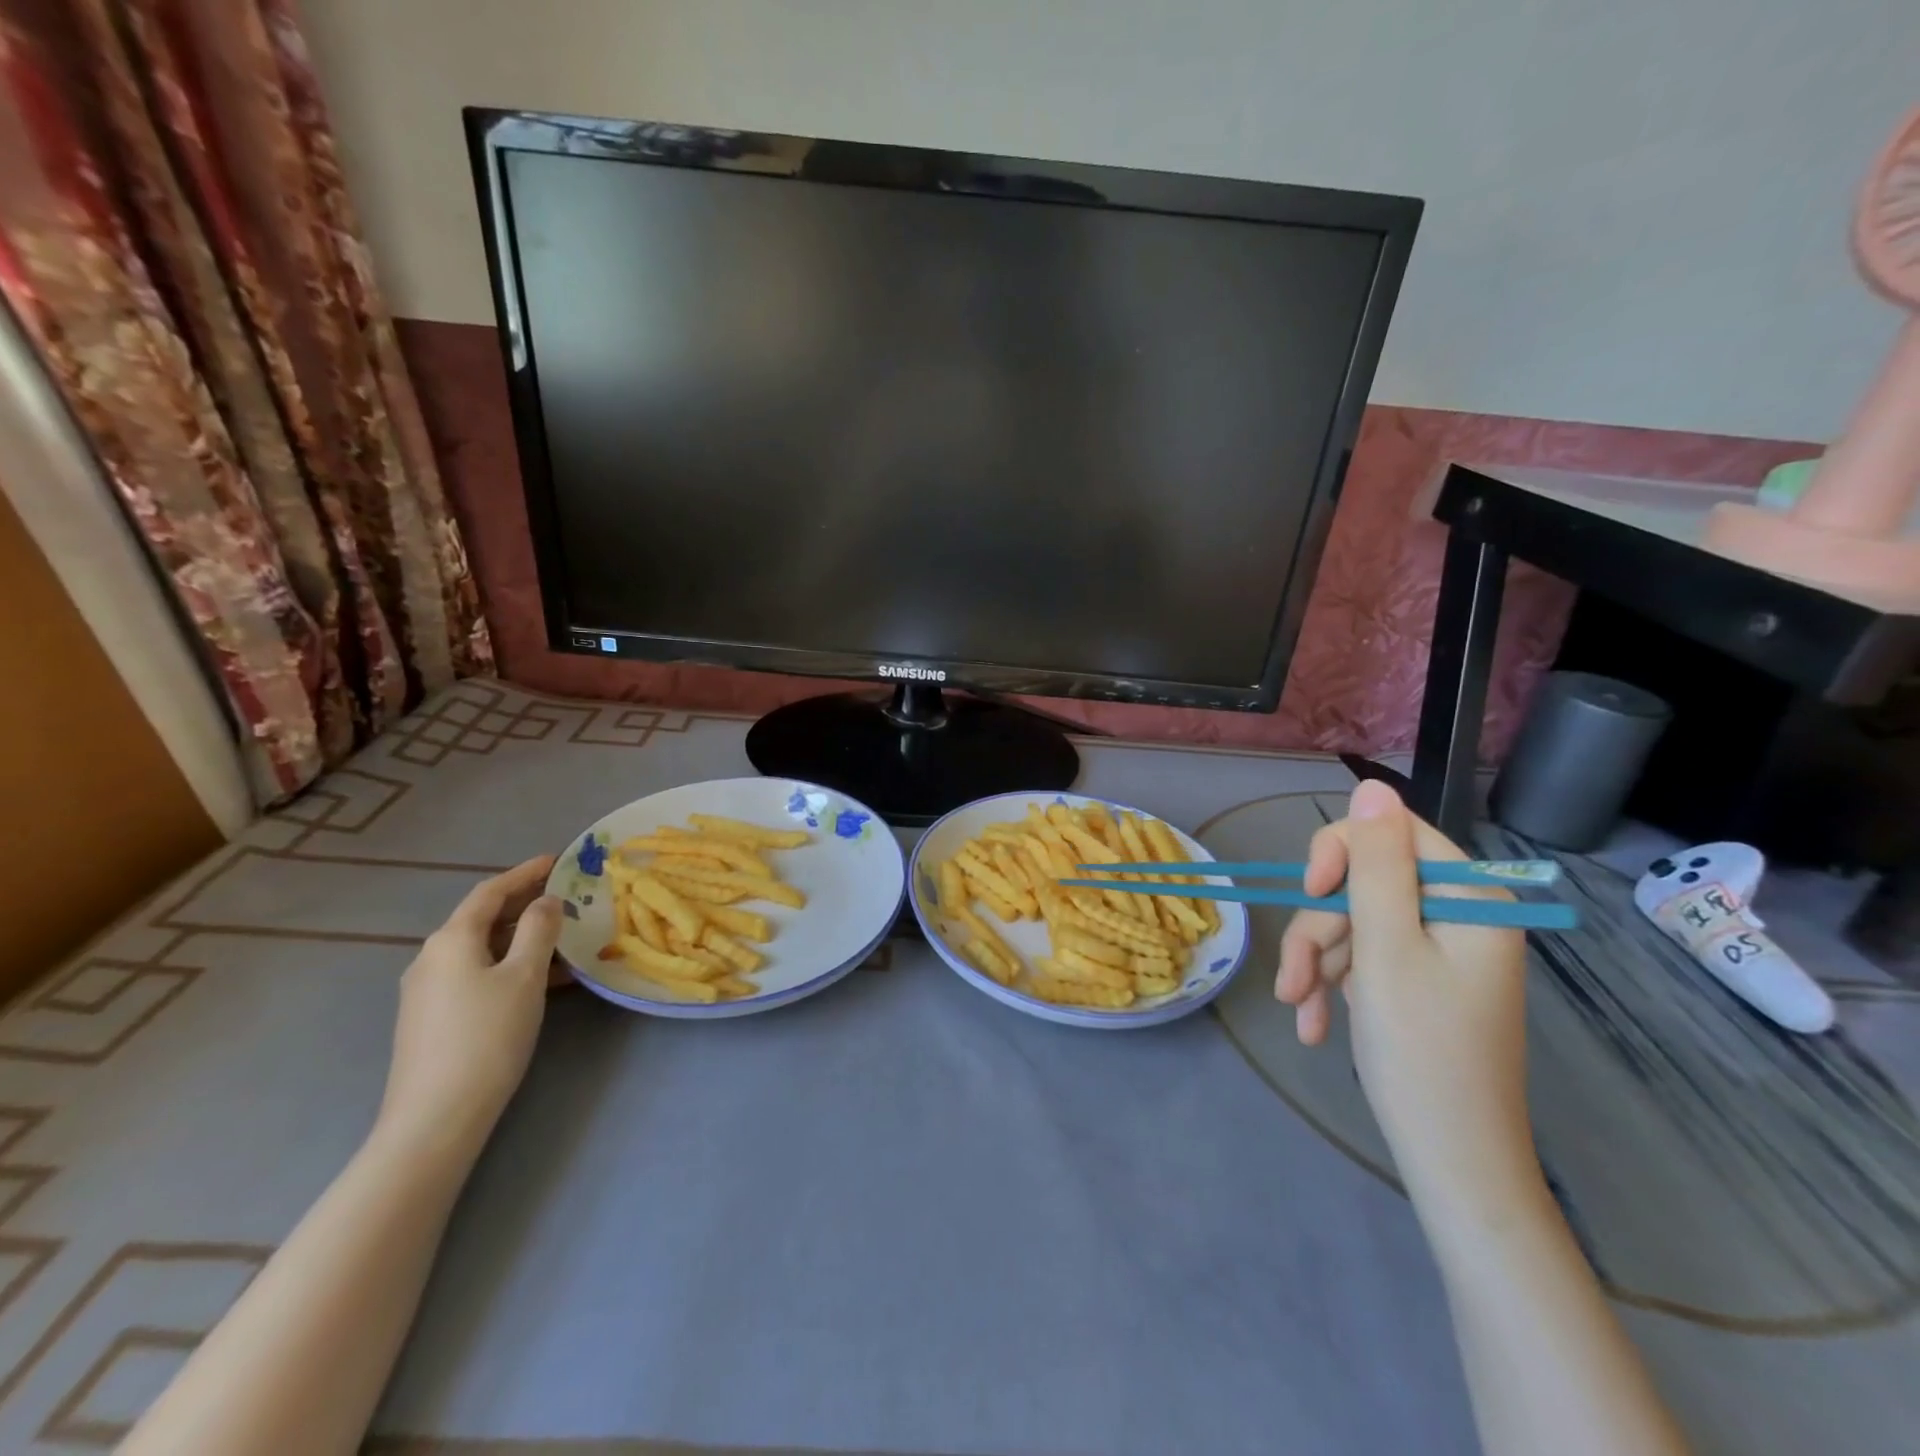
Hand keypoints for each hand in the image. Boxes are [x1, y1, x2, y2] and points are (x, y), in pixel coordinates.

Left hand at [377, 856, 562, 1155]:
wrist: (436, 1117)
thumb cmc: (487, 1035)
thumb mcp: (525, 976)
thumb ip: (539, 930)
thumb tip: (546, 902)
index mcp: (451, 939)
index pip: (491, 891)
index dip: (526, 872)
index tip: (558, 860)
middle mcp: (432, 957)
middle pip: (483, 918)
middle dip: (525, 904)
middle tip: (567, 897)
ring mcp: (428, 990)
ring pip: (483, 948)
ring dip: (522, 938)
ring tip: (564, 939)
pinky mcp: (432, 1017)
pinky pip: (476, 974)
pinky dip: (509, 964)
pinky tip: (540, 980)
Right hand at [1276, 782, 1535, 1203]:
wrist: (1453, 1162)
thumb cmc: (1421, 1051)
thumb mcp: (1385, 947)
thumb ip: (1374, 864)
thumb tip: (1371, 787)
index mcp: (1470, 898)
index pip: (1392, 834)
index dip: (1339, 853)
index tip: (1310, 892)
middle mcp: (1460, 915)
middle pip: (1365, 884)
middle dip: (1320, 928)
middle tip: (1295, 980)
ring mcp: (1439, 951)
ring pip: (1355, 923)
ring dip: (1318, 963)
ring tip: (1301, 1011)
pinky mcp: (1420, 981)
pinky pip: (1365, 958)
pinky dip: (1335, 985)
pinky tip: (1315, 1025)